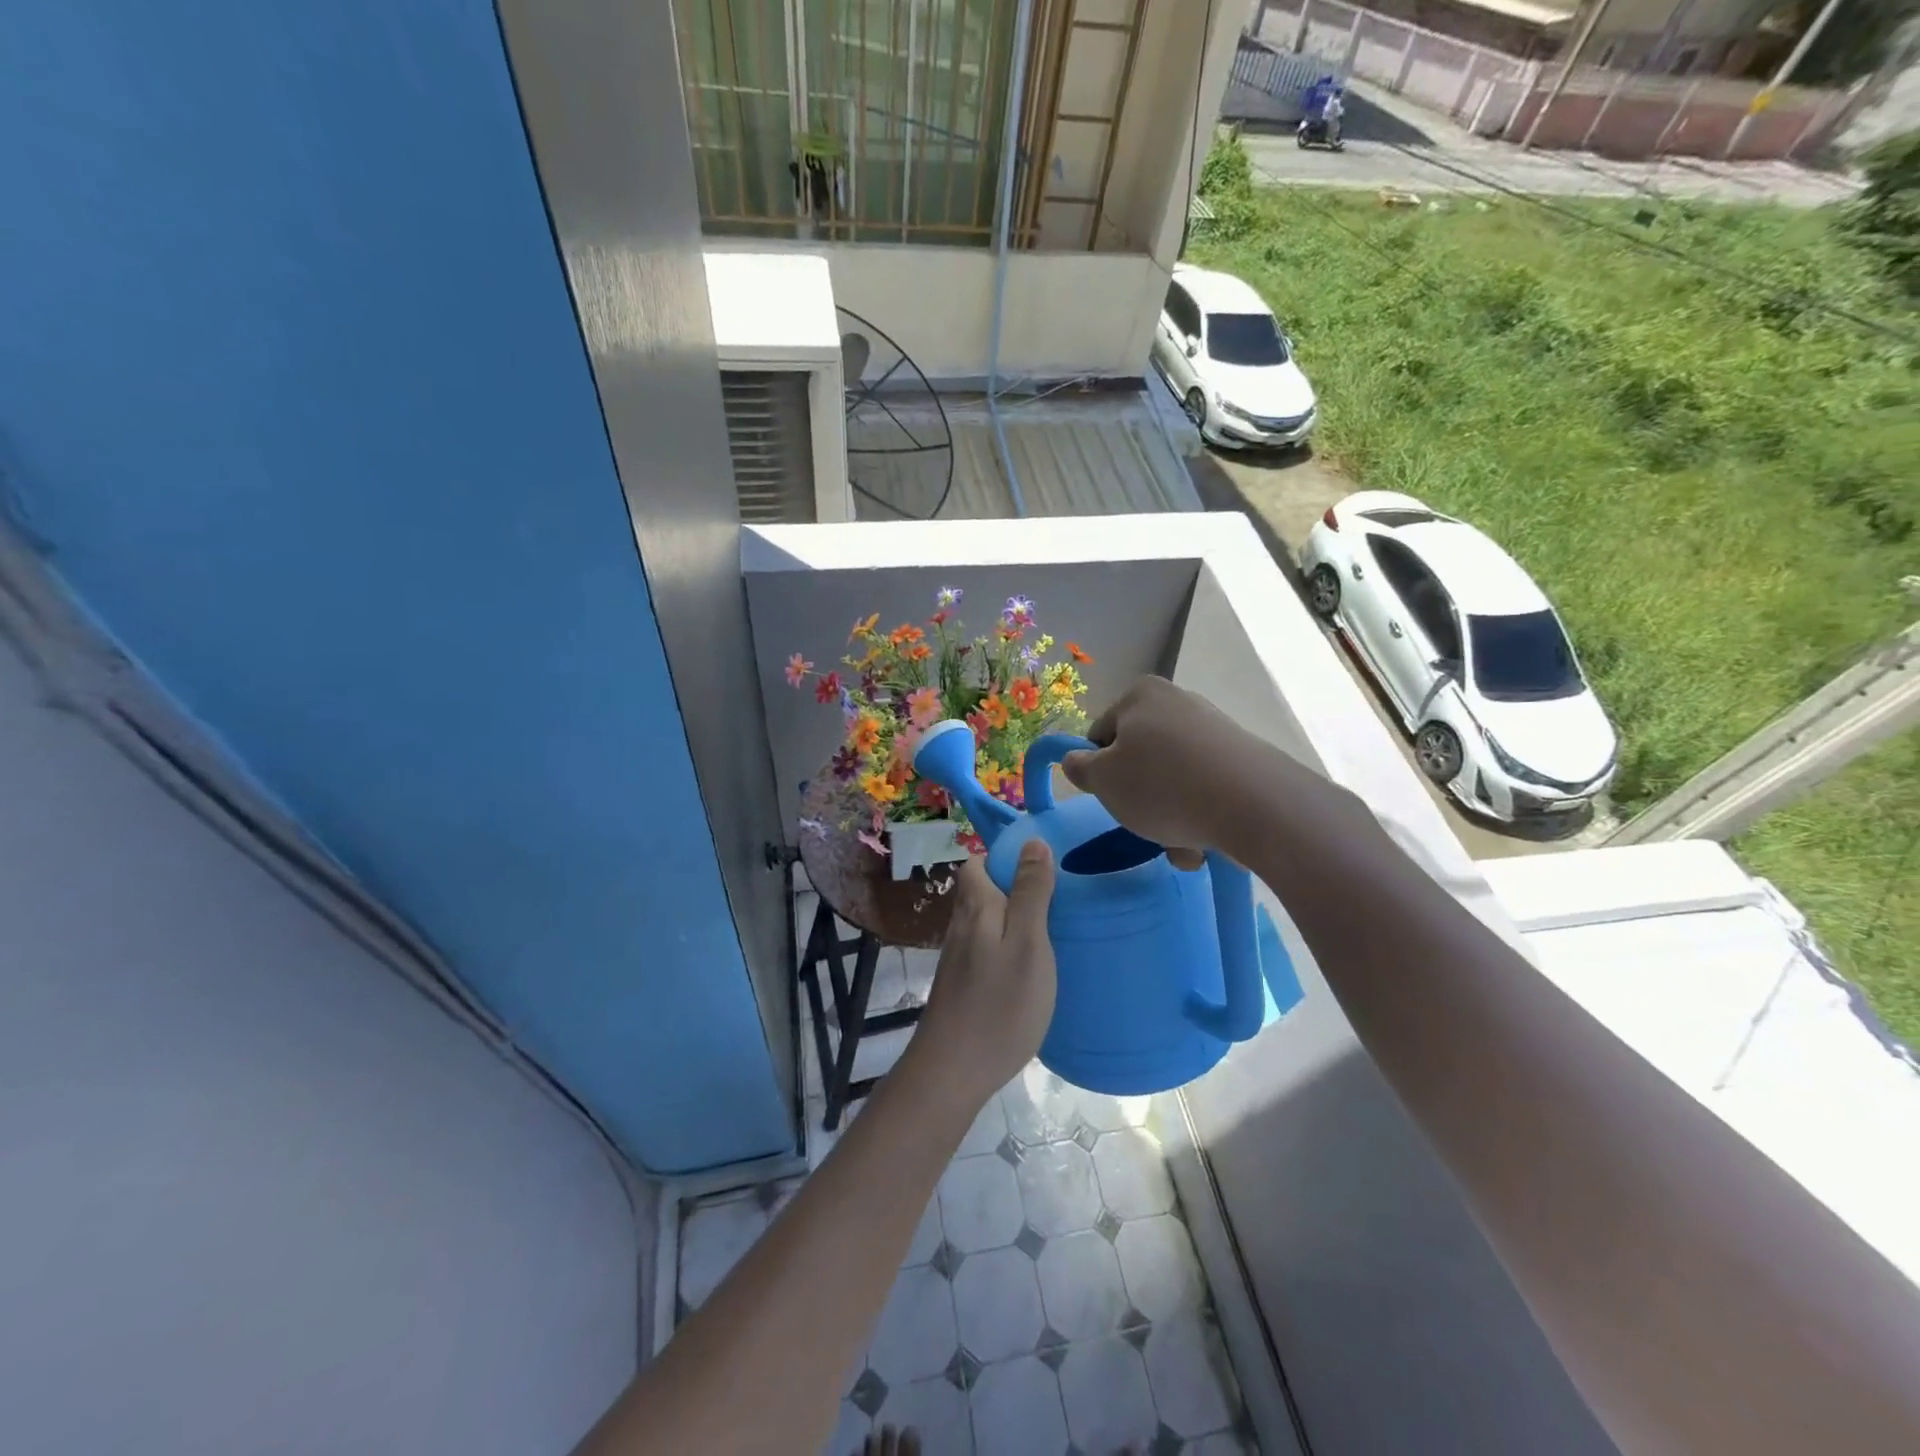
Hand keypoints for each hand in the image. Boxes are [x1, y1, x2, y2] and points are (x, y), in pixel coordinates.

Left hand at [910, 843, 1056, 1107]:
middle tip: (1056, 900)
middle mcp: (961, 925)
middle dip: (1014, 887)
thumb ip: (1031, 892)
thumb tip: (1032, 842)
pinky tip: (1029, 967)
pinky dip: (1006, 947)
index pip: (978, 862)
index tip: (1043, 867)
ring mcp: (957, 957)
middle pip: (981, 890)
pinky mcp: (961, 984)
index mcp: (976, 907)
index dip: (1005, 857)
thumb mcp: (1028, 943)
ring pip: (984, 921)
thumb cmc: (999, 1003)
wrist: (953, 1071)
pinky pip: (986, 948)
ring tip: (1051, 931)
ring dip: (1012, 918)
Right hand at [1061, 677, 1260, 868]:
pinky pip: (1206, 789)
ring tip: (1181, 845)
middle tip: (1143, 825)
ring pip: (1173, 780)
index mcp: (1141, 695)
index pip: (1101, 734)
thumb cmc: (1162, 786)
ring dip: (1169, 816)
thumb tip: (1077, 760)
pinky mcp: (1243, 759)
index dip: (1098, 770)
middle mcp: (1179, 702)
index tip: (1110, 797)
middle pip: (1140, 759)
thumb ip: (1080, 768)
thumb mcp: (1103, 780)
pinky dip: (1199, 815)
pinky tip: (1206, 842)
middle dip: (1139, 798)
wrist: (1254, 805)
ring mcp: (1215, 730)